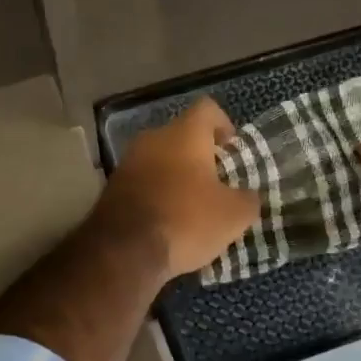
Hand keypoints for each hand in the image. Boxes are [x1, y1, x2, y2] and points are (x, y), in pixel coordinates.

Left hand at [96, 98, 259, 282]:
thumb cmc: (186, 220)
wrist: (124, 251)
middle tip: (216, 182)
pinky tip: (167, 221)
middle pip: (181, 136)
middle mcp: (153, 139)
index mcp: (184, 134)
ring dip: (176, 176)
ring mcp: (128, 163)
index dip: (223, 124)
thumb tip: (248, 196)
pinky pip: (143, 182)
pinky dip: (157, 194)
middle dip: (199, 155)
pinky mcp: (112, 188)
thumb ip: (248, 199)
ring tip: (192, 205)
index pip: (207, 109)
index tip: (231, 148)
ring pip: (160, 160)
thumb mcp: (234, 215)